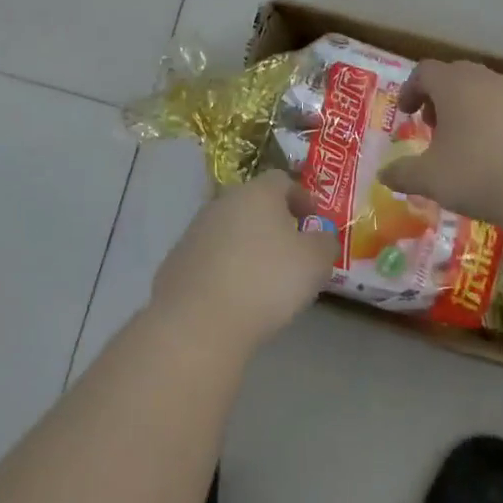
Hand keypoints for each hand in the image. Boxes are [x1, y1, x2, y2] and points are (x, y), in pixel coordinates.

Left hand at [150, 172, 337, 352]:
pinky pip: (210, 256)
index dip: (301, 197)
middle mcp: (222, 203)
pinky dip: (225, 267)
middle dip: (273, 221)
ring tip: (264, 276)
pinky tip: (234, 294)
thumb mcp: (315, 262)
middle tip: (292, 248)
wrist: (198, 322)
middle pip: (253, 203)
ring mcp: (195, 231)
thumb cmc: (266, 282)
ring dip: (247, 244)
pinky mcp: (176, 261)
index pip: (282, 180)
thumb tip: (321, 236)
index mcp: (256, 193)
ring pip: (229, 229)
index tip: (314, 221)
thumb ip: (325, 242)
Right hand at [378, 59, 502, 230]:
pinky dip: (497, 123)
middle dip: (440, 98)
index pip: (425, 71)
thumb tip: (383, 175)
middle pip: (457, 76)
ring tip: (465, 143)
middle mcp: (487, 80)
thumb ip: (403, 174)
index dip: (410, 89)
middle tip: (433, 126)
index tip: (406, 113)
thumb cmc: (480, 174)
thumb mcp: (431, 179)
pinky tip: (499, 156)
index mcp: (454, 85)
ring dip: (469, 110)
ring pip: (486, 91)